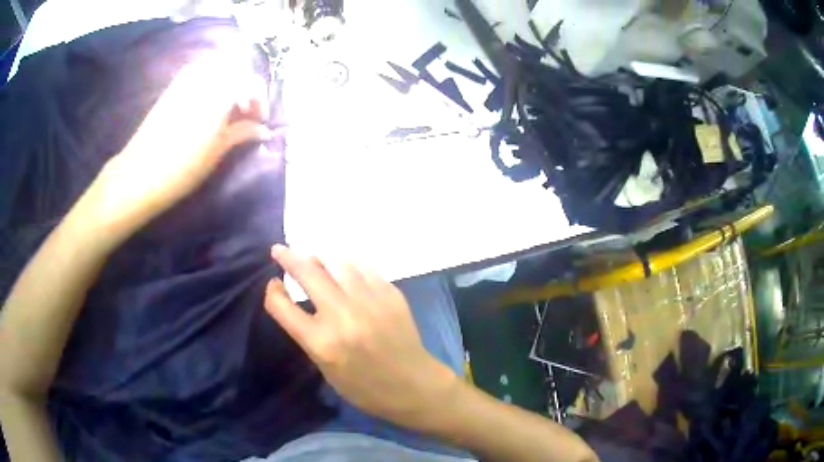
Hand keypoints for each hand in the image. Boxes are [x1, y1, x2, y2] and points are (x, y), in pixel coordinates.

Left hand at [82, 53, 271, 234]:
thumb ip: (242, 133)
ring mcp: (187, 78)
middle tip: (244, 112)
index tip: (260, 120)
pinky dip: (211, 82)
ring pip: (218, 66)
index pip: (251, 82)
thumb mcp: (217, 151)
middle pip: (237, 68)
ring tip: (227, 107)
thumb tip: (264, 130)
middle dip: (245, 86)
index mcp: (220, 92)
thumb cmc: (182, 167)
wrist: (140, 174)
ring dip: (229, 82)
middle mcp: (205, 77)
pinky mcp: (174, 86)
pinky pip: (200, 72)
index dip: (260, 100)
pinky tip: (208, 104)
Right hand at [264, 245, 458, 426]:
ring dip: (319, 256)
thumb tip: (298, 300)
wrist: (414, 385)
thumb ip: (308, 334)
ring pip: (337, 262)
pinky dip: (348, 264)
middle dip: (289, 256)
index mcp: (322, 342)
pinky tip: (343, 267)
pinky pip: (364, 268)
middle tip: (280, 250)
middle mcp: (343, 316)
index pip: (282, 306)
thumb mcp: (326, 369)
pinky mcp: (391, 294)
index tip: (273, 283)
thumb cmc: (365, 387)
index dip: (272, 292)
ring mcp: (370, 301)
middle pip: (308, 272)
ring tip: (313, 257)